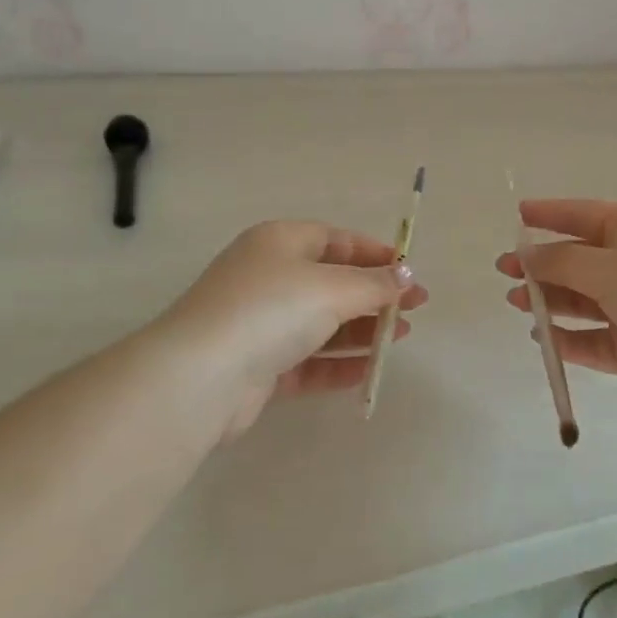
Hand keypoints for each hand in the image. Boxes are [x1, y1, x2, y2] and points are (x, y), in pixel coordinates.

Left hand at [164, 220, 427, 434]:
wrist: (201, 377)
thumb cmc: (271, 309)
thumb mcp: (332, 288)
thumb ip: (374, 284)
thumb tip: (407, 276)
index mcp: (279, 242)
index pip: (336, 240)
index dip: (376, 255)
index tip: (410, 273)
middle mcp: (268, 277)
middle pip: (331, 282)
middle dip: (374, 295)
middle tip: (415, 310)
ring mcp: (260, 323)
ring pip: (321, 323)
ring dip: (361, 331)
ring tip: (401, 338)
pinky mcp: (257, 366)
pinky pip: (306, 361)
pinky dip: (337, 364)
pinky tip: (369, 372)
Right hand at [496, 199, 616, 419]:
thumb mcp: (608, 269)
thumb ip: (561, 263)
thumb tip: (527, 255)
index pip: (582, 215)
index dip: (549, 214)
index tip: (517, 215)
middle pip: (576, 260)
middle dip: (540, 265)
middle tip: (505, 272)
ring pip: (581, 301)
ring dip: (549, 301)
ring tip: (518, 304)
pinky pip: (591, 340)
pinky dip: (568, 339)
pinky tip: (544, 339)